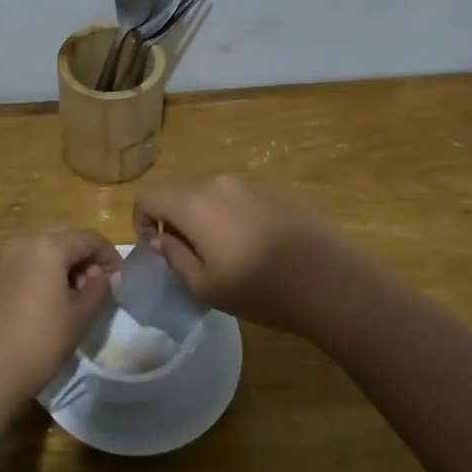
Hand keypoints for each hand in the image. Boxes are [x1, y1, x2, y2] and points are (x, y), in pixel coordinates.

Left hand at [0, 229, 121, 410]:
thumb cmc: (40, 341)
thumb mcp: (80, 316)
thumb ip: (99, 289)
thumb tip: (105, 277)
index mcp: (49, 246)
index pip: (90, 238)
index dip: (110, 256)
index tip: (119, 281)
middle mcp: (24, 241)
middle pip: (66, 238)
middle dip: (86, 258)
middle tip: (99, 287)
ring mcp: (5, 257)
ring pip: (46, 248)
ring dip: (66, 264)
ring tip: (77, 296)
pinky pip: (29, 262)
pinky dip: (46, 271)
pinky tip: (52, 300)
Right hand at [133, 176, 353, 336]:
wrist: (329, 279)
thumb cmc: (259, 288)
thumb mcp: (204, 285)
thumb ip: (174, 256)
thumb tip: (162, 238)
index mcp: (194, 204)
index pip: (149, 197)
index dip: (141, 222)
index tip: (156, 249)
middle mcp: (218, 184)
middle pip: (180, 194)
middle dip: (174, 221)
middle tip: (190, 257)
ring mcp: (250, 184)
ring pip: (210, 196)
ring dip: (205, 219)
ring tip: (225, 255)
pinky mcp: (276, 192)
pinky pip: (239, 199)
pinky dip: (232, 217)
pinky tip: (256, 247)